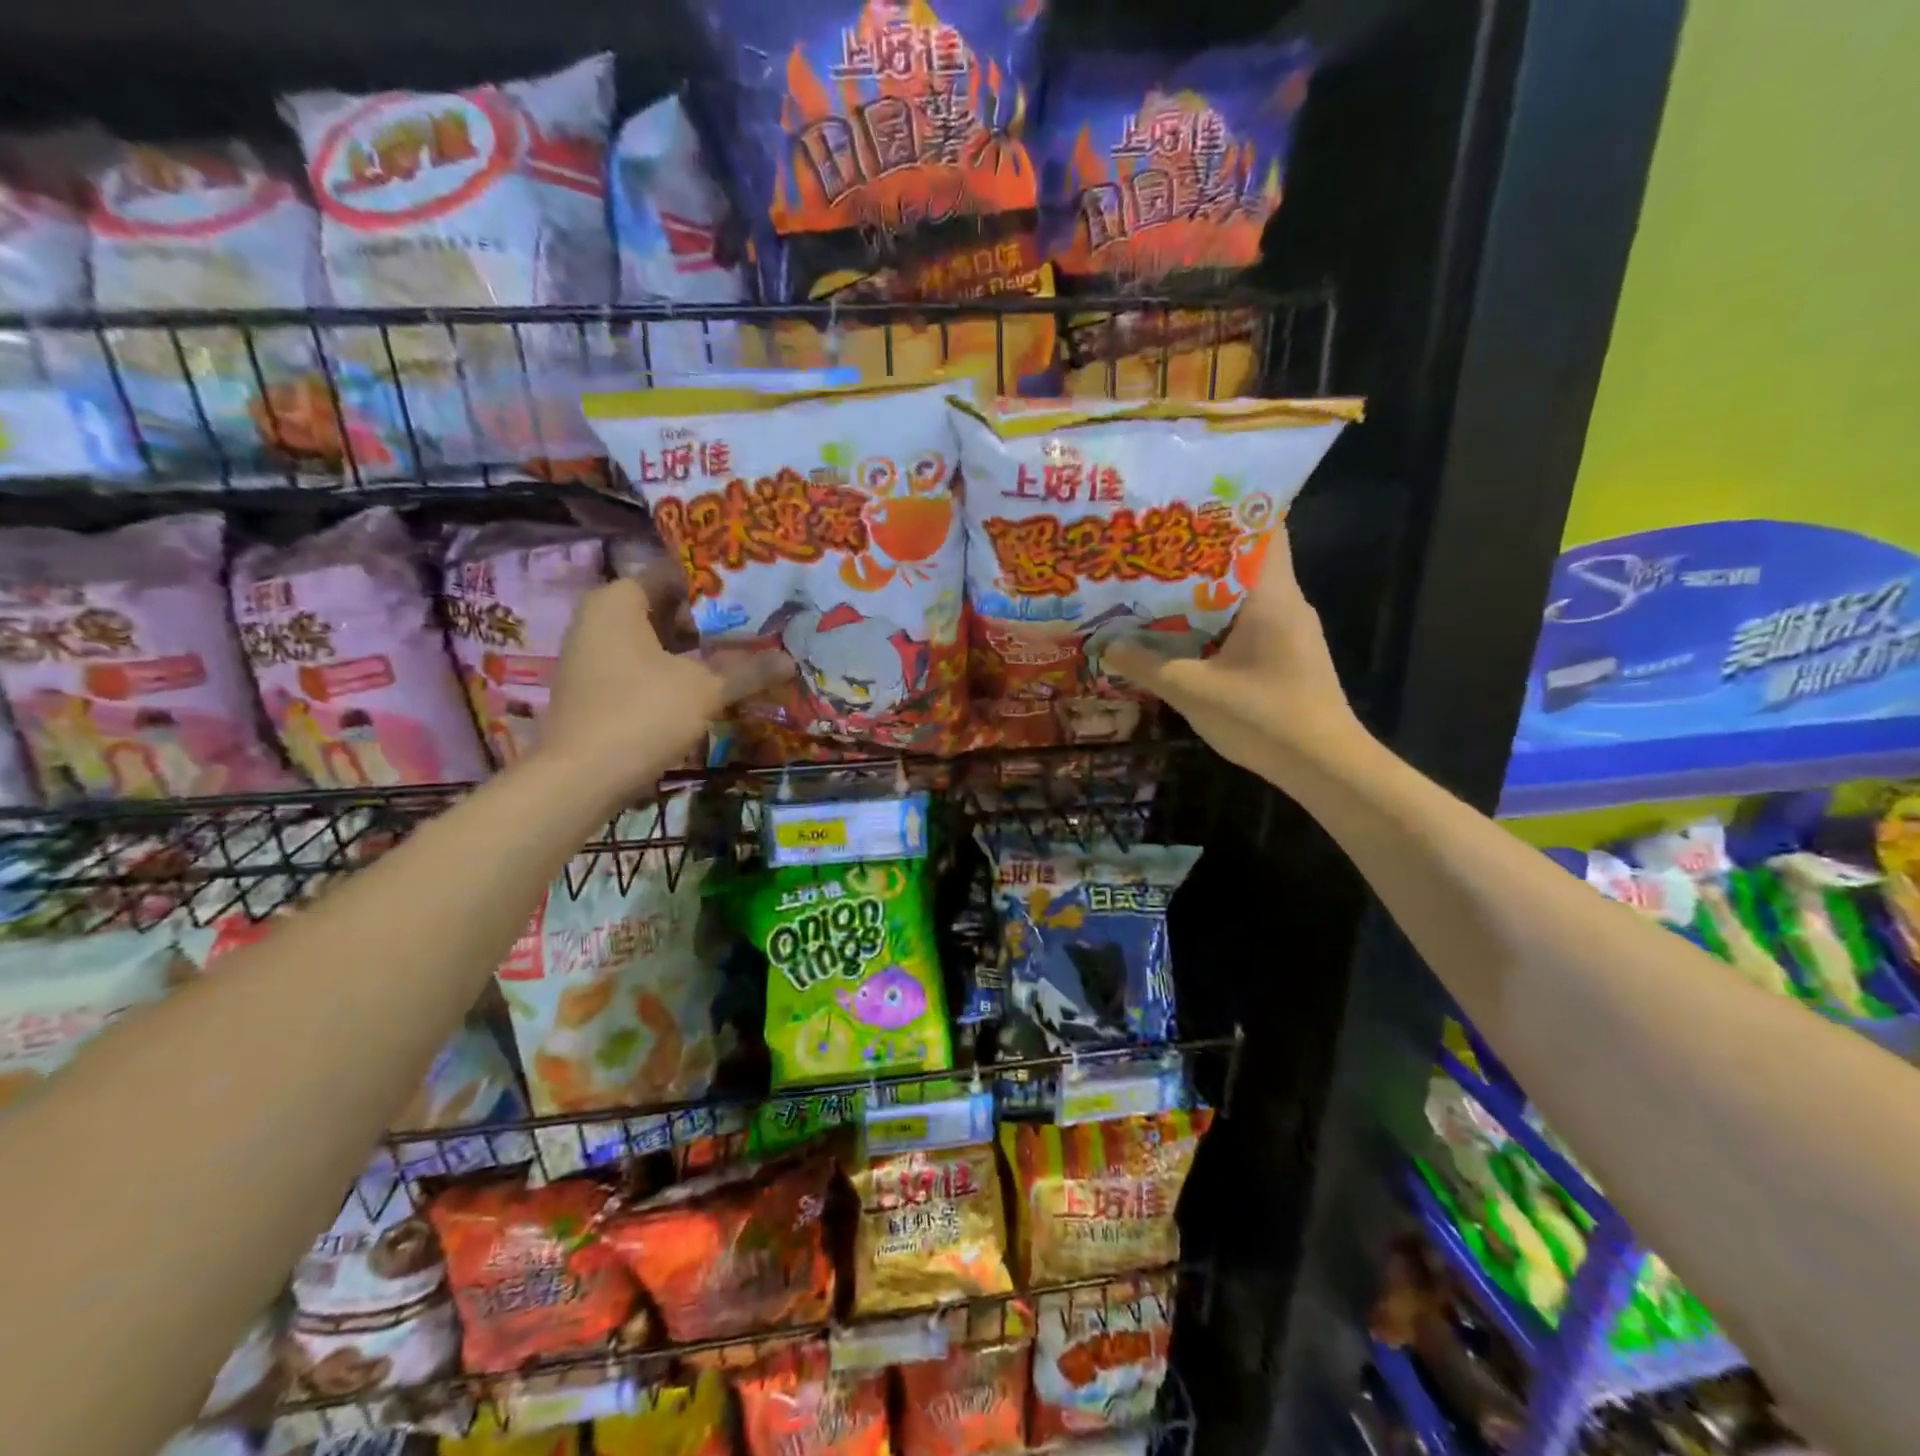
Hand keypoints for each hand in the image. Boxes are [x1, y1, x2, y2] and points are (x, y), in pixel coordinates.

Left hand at [537, 578, 791, 801]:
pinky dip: (677, 672)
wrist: (581, 778)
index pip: (675, 574)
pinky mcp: (599, 688)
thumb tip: (791, 661)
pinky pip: (646, 666)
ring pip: (658, 640)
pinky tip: (712, 686)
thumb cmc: (642, 713)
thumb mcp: (705, 689)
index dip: (716, 584)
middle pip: (667, 608)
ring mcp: (596, 655)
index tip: (755, 595)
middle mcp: (600, 618)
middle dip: (712, 620)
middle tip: (758, 627)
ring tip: (744, 656)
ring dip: (698, 650)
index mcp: (618, 600)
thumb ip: (749, 670)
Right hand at [1104, 523, 1362, 773]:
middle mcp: (1286, 603)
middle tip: (1151, 548)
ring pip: (1242, 595)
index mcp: (1271, 596)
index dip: (1226, 509)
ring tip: (1156, 586)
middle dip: (1199, 552)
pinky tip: (1181, 634)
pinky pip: (1245, 623)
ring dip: (1203, 591)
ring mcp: (1289, 632)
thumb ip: (1147, 666)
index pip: (1264, 527)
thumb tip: (1106, 645)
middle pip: (1244, 559)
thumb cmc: (1264, 719)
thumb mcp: (1193, 692)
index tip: (1183, 504)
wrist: (1325, 768)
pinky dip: (1215, 621)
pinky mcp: (1286, 657)